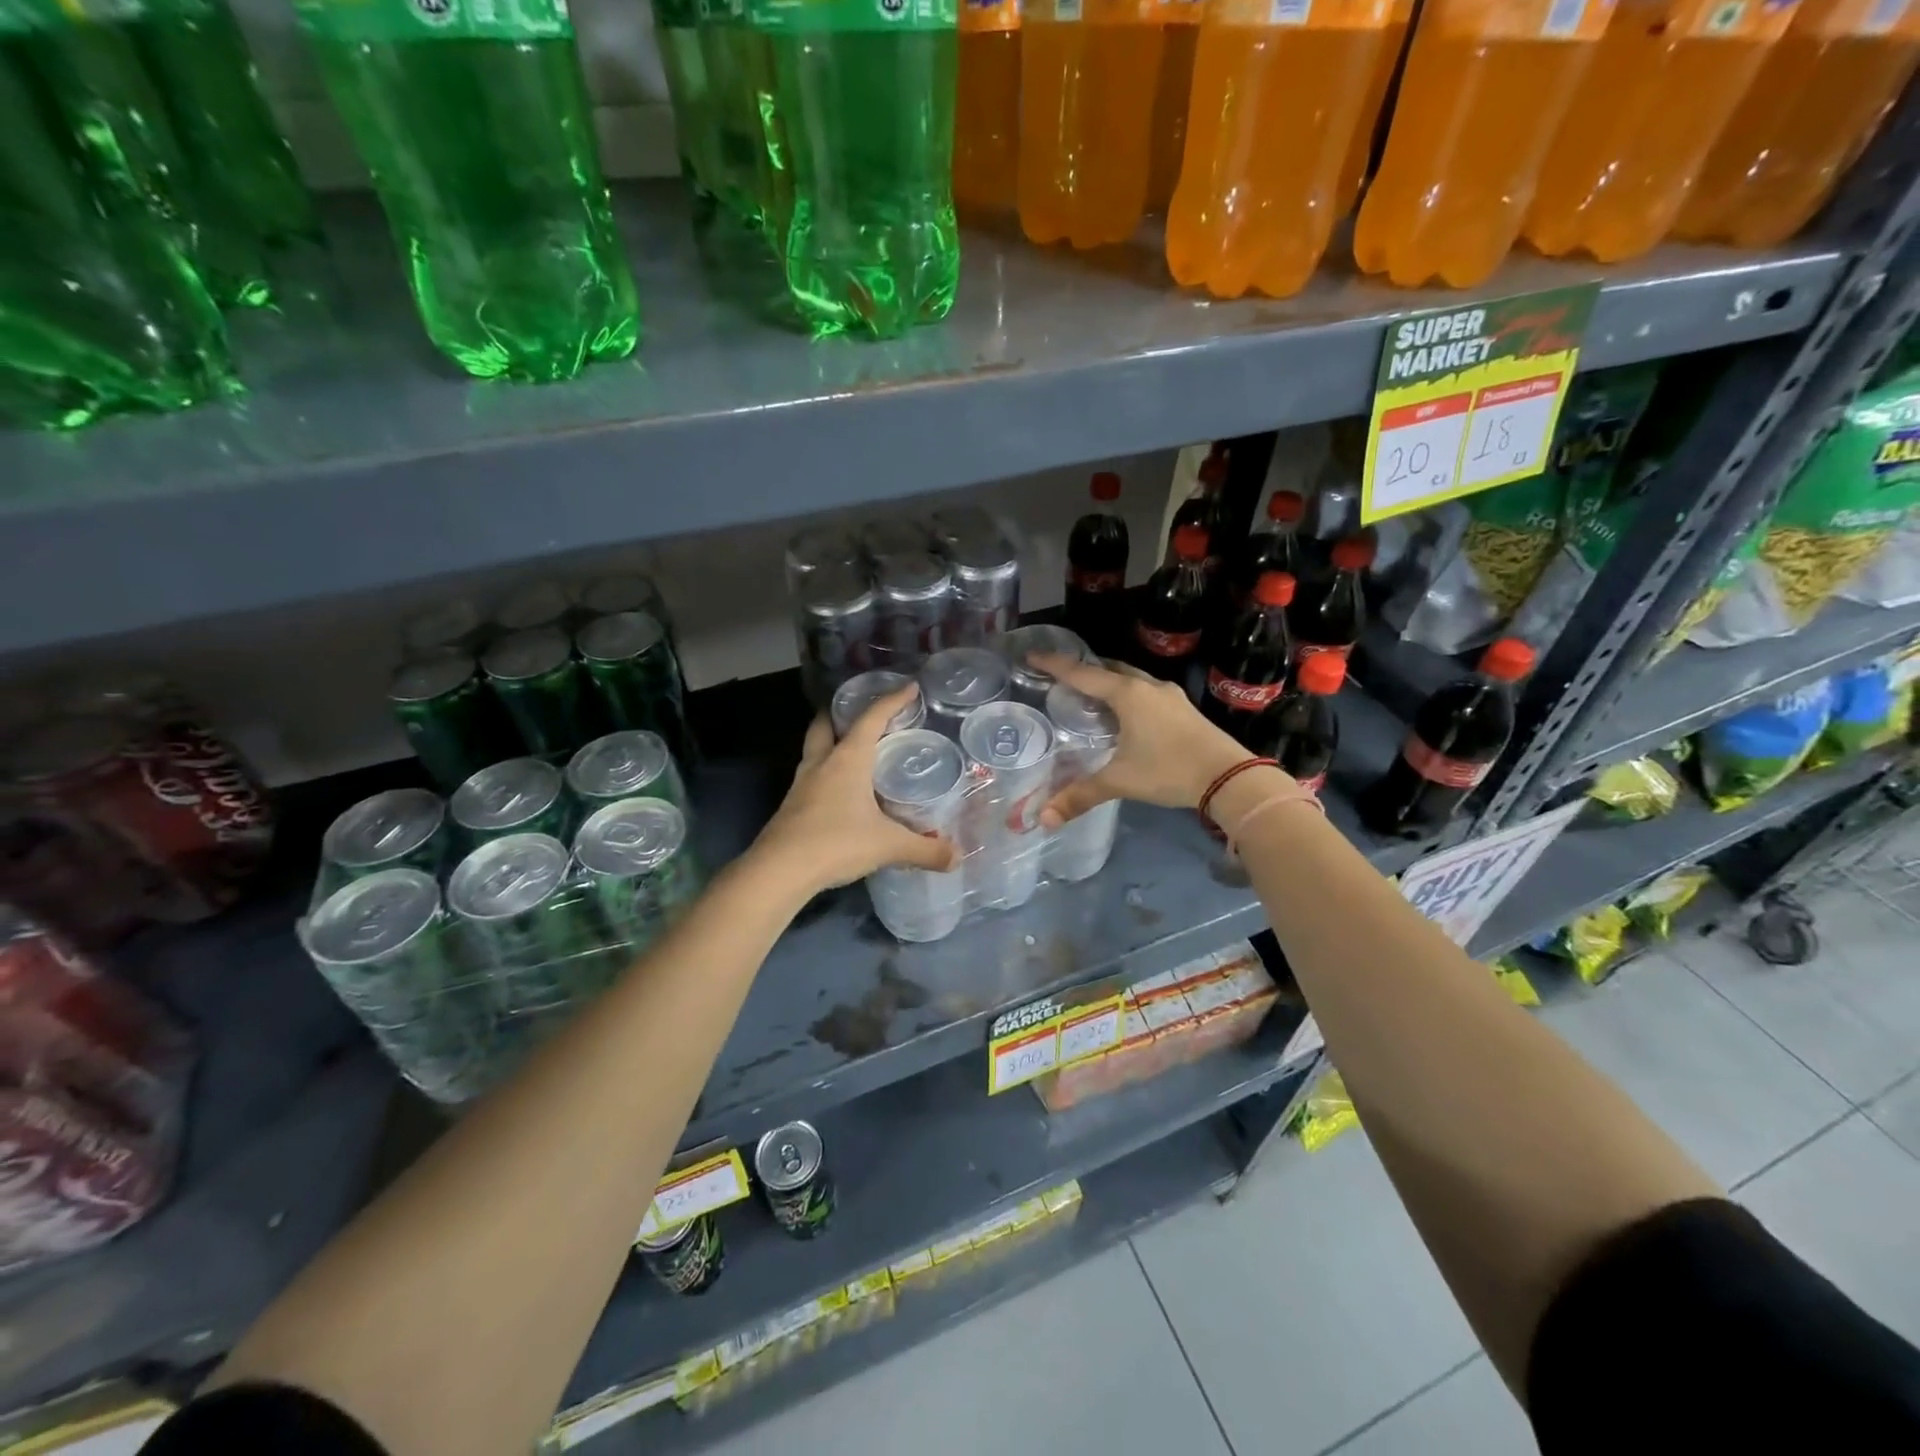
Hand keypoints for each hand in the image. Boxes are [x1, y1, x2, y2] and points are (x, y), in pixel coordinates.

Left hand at [752, 688, 958, 893]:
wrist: (779, 871)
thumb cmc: (836, 843)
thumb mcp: (888, 846)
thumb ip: (925, 850)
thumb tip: (957, 857)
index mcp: (847, 759)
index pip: (872, 718)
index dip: (892, 700)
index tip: (909, 687)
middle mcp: (822, 763)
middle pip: (825, 724)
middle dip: (841, 713)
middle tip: (862, 715)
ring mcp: (802, 784)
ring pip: (814, 750)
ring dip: (830, 743)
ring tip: (854, 752)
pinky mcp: (792, 807)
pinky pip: (811, 778)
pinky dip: (826, 774)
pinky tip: (841, 792)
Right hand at [1030, 654, 1251, 828]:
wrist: (1230, 777)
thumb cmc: (1169, 770)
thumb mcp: (1120, 781)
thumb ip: (1081, 796)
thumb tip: (1044, 820)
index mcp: (1127, 694)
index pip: (1082, 674)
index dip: (1055, 665)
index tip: (1033, 655)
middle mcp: (1148, 686)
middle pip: (1109, 669)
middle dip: (1085, 670)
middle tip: (1062, 678)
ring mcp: (1170, 696)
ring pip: (1131, 680)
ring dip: (1109, 683)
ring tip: (1090, 696)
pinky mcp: (1184, 709)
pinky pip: (1147, 692)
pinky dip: (1128, 696)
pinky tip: (1125, 715)